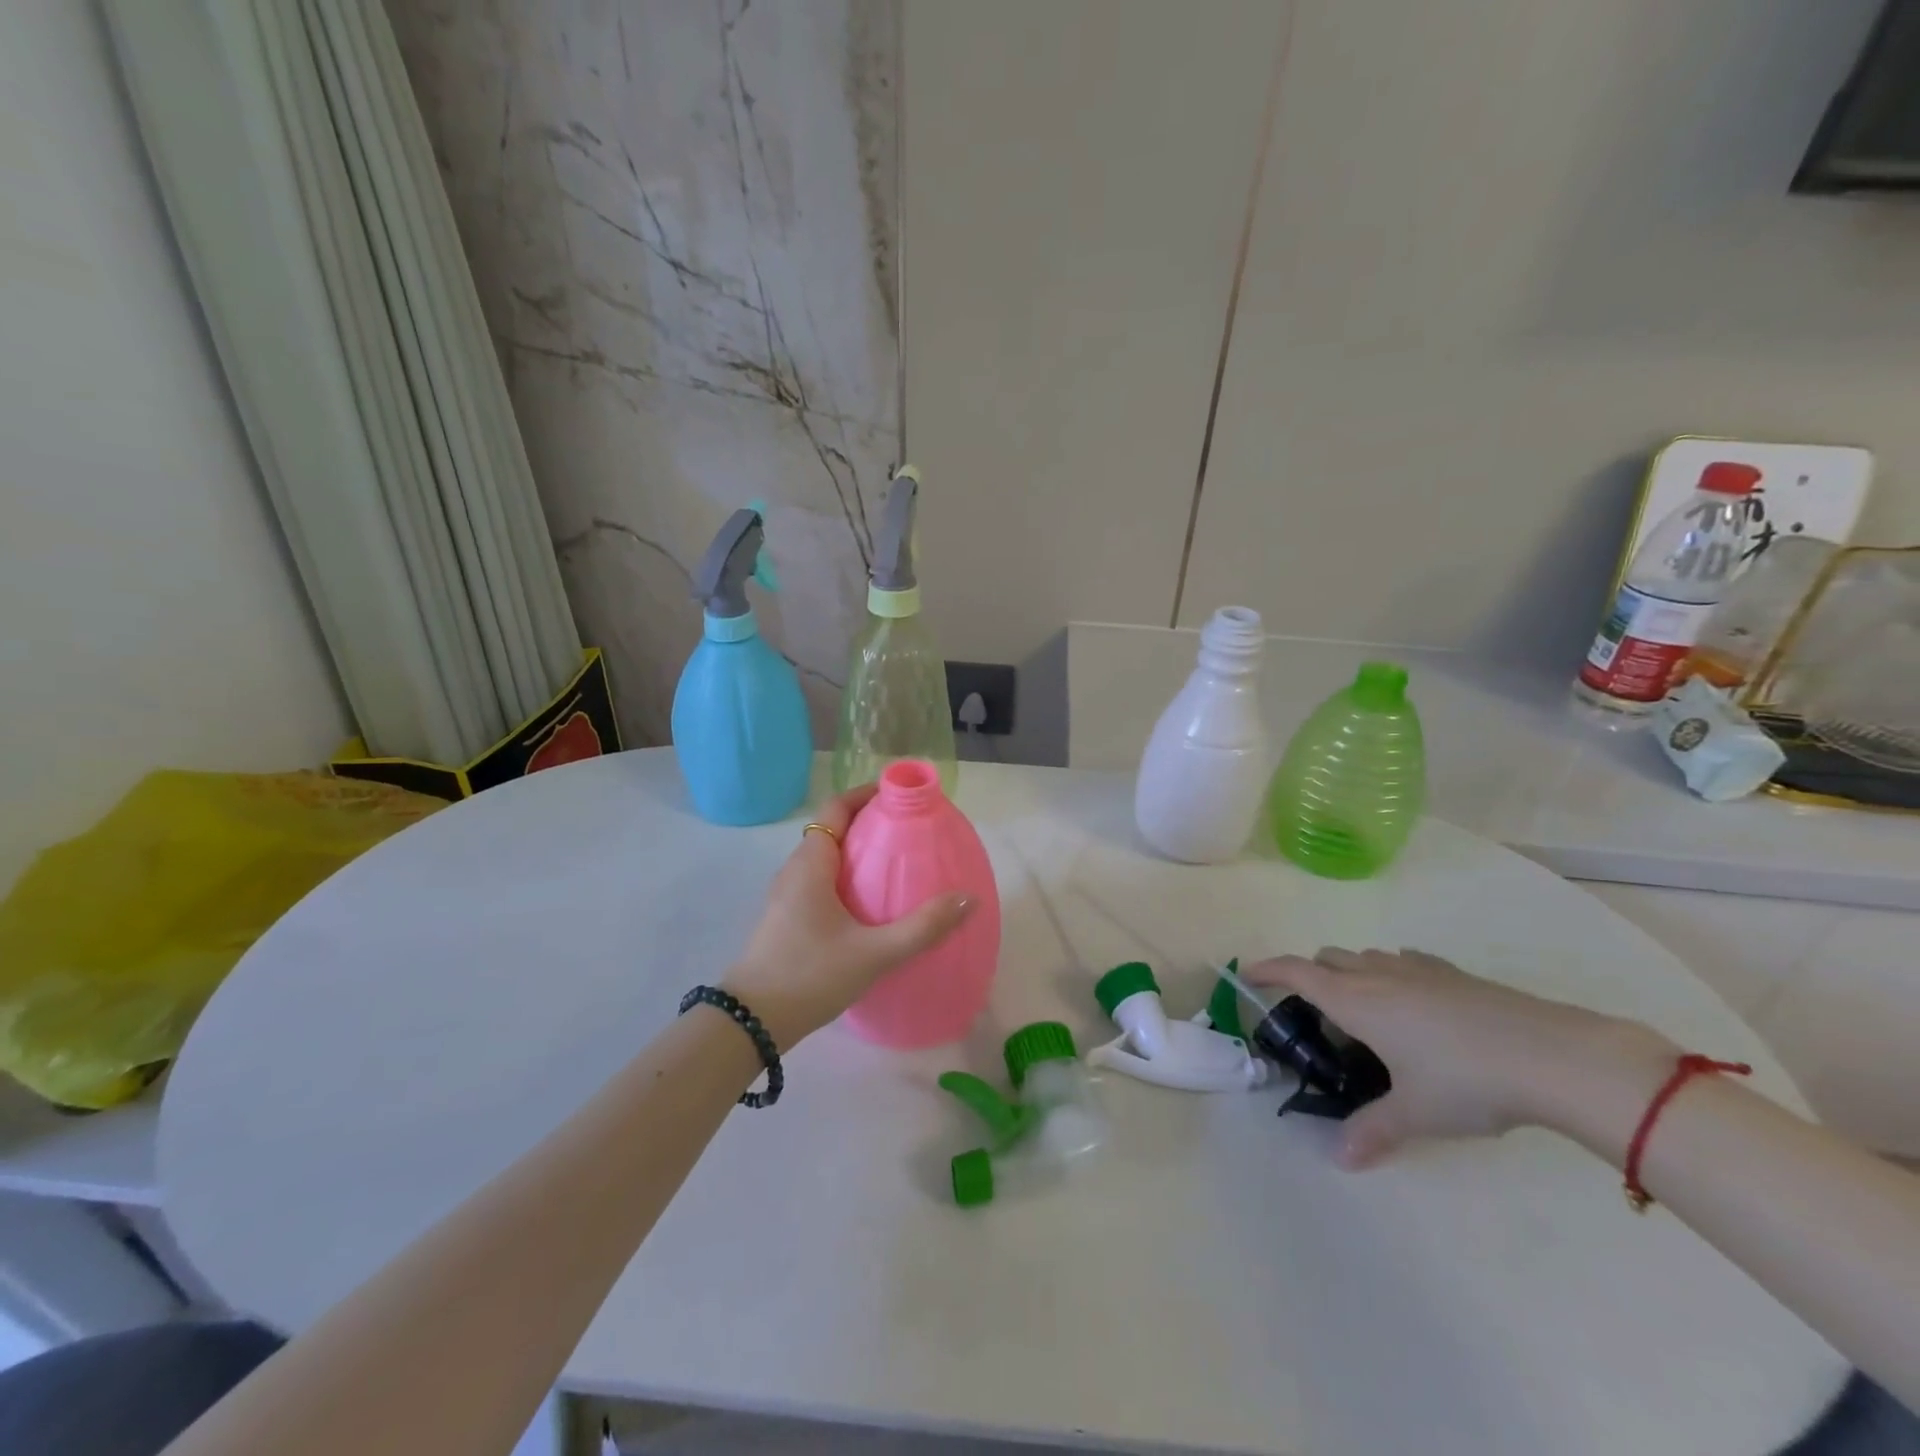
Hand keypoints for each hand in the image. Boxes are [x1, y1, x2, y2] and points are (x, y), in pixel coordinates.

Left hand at [723, 785, 972, 1046]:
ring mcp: (787, 896)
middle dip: (870, 823)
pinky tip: (870, 905)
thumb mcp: (873, 953)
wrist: (750, 1023)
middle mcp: (795, 871)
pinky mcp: (787, 918)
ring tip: (897, 864)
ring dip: (858, 853)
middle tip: (910, 831)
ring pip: (826, 858)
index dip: (866, 794)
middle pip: (833, 830)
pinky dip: (847, 878)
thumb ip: (922, 927)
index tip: (901, 796)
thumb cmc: (810, 975)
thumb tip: (967, 898)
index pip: (837, 808)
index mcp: (811, 864)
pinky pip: (820, 881)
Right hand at [1244, 948, 1675, 1169]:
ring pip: (1366, 957)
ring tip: (1368, 1015)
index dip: (1267, 969)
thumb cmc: (1466, 1080)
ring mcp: (1418, 969)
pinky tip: (1416, 1007)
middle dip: (1312, 975)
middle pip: (1328, 958)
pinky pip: (1405, 963)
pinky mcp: (1454, 974)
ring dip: (1353, 974)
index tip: (1246, 974)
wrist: (1551, 1055)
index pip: (1297, 972)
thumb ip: (1373, 1130)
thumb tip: (1342, 1158)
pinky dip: (1393, 975)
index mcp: (1356, 1000)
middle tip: (1318, 1015)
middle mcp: (1378, 975)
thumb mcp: (1415, 1112)